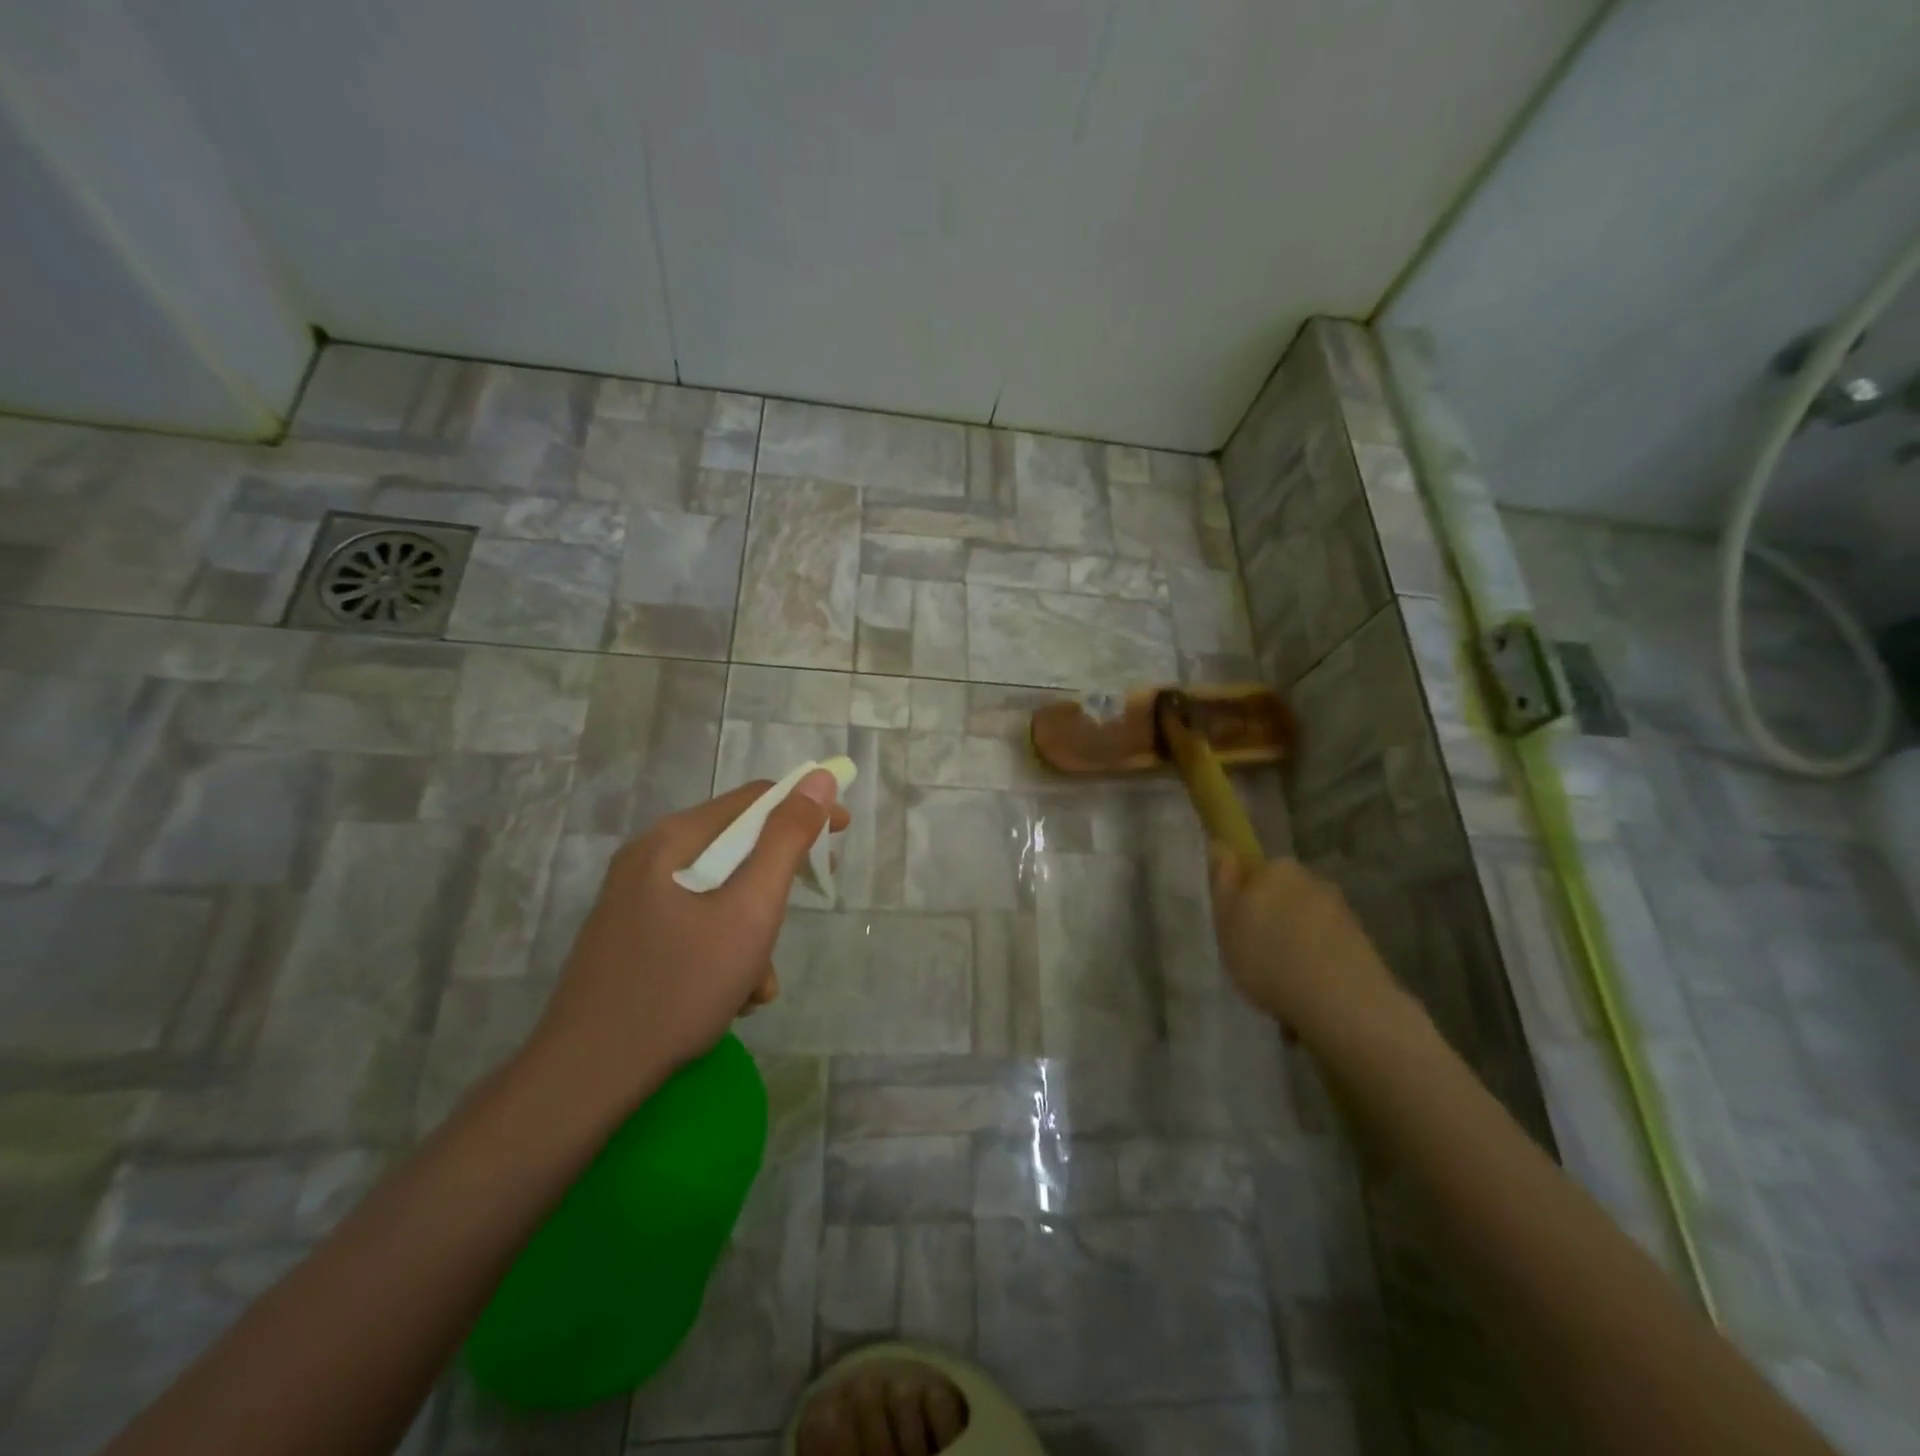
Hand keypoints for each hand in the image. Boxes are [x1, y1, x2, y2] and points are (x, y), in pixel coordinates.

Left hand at [526, 771, 849, 1114]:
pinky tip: (731, 997)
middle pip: (735, 846)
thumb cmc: (681, 985)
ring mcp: (634, 900)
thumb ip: (787, 841)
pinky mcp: (629, 938)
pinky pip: (693, 923)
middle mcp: (648, 858)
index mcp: (672, 839)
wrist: (588, 1075)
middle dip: (777, 880)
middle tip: (807, 903)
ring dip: (752, 927)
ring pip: (718, 892)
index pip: (754, 799)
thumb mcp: (750, 910)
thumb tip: (819, 780)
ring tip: (759, 981)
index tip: (841, 836)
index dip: (805, 809)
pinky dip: (723, 949)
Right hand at [1207, 849, 1402, 1041]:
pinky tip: (1309, 985)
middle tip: (1256, 955)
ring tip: (1285, 977)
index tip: (1237, 930)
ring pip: (1305, 920)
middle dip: (1271, 918)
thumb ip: (1223, 884)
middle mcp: (1312, 879)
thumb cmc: (1270, 959)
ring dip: (1296, 940)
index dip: (1242, 900)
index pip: (1253, 874)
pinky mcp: (1362, 940)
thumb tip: (1222, 849)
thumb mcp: (1226, 924)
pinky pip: (1327, 943)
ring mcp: (1341, 909)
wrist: (1343, 1003)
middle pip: (1281, 895)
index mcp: (1276, 868)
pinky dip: (1317, 958)